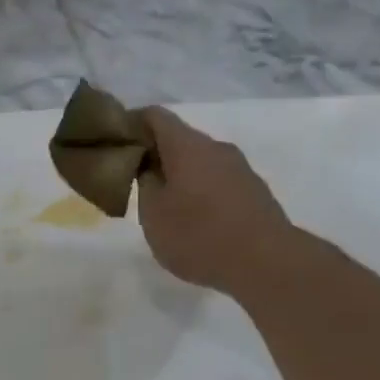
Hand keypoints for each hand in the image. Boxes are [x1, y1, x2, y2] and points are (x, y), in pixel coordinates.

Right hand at [136, 106, 292, 291]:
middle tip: (131, 180)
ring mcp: (239, 168)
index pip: (154, 116)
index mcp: (187, 147)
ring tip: (160, 205)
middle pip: (178, 139)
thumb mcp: (153, 215)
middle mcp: (216, 148)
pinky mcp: (252, 191)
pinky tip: (191, 219)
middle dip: (153, 154)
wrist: (265, 262)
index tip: (114, 142)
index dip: (130, 123)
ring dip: (176, 175)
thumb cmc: (198, 236)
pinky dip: (197, 191)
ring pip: (198, 161)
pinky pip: (216, 181)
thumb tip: (147, 168)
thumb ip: (144, 185)